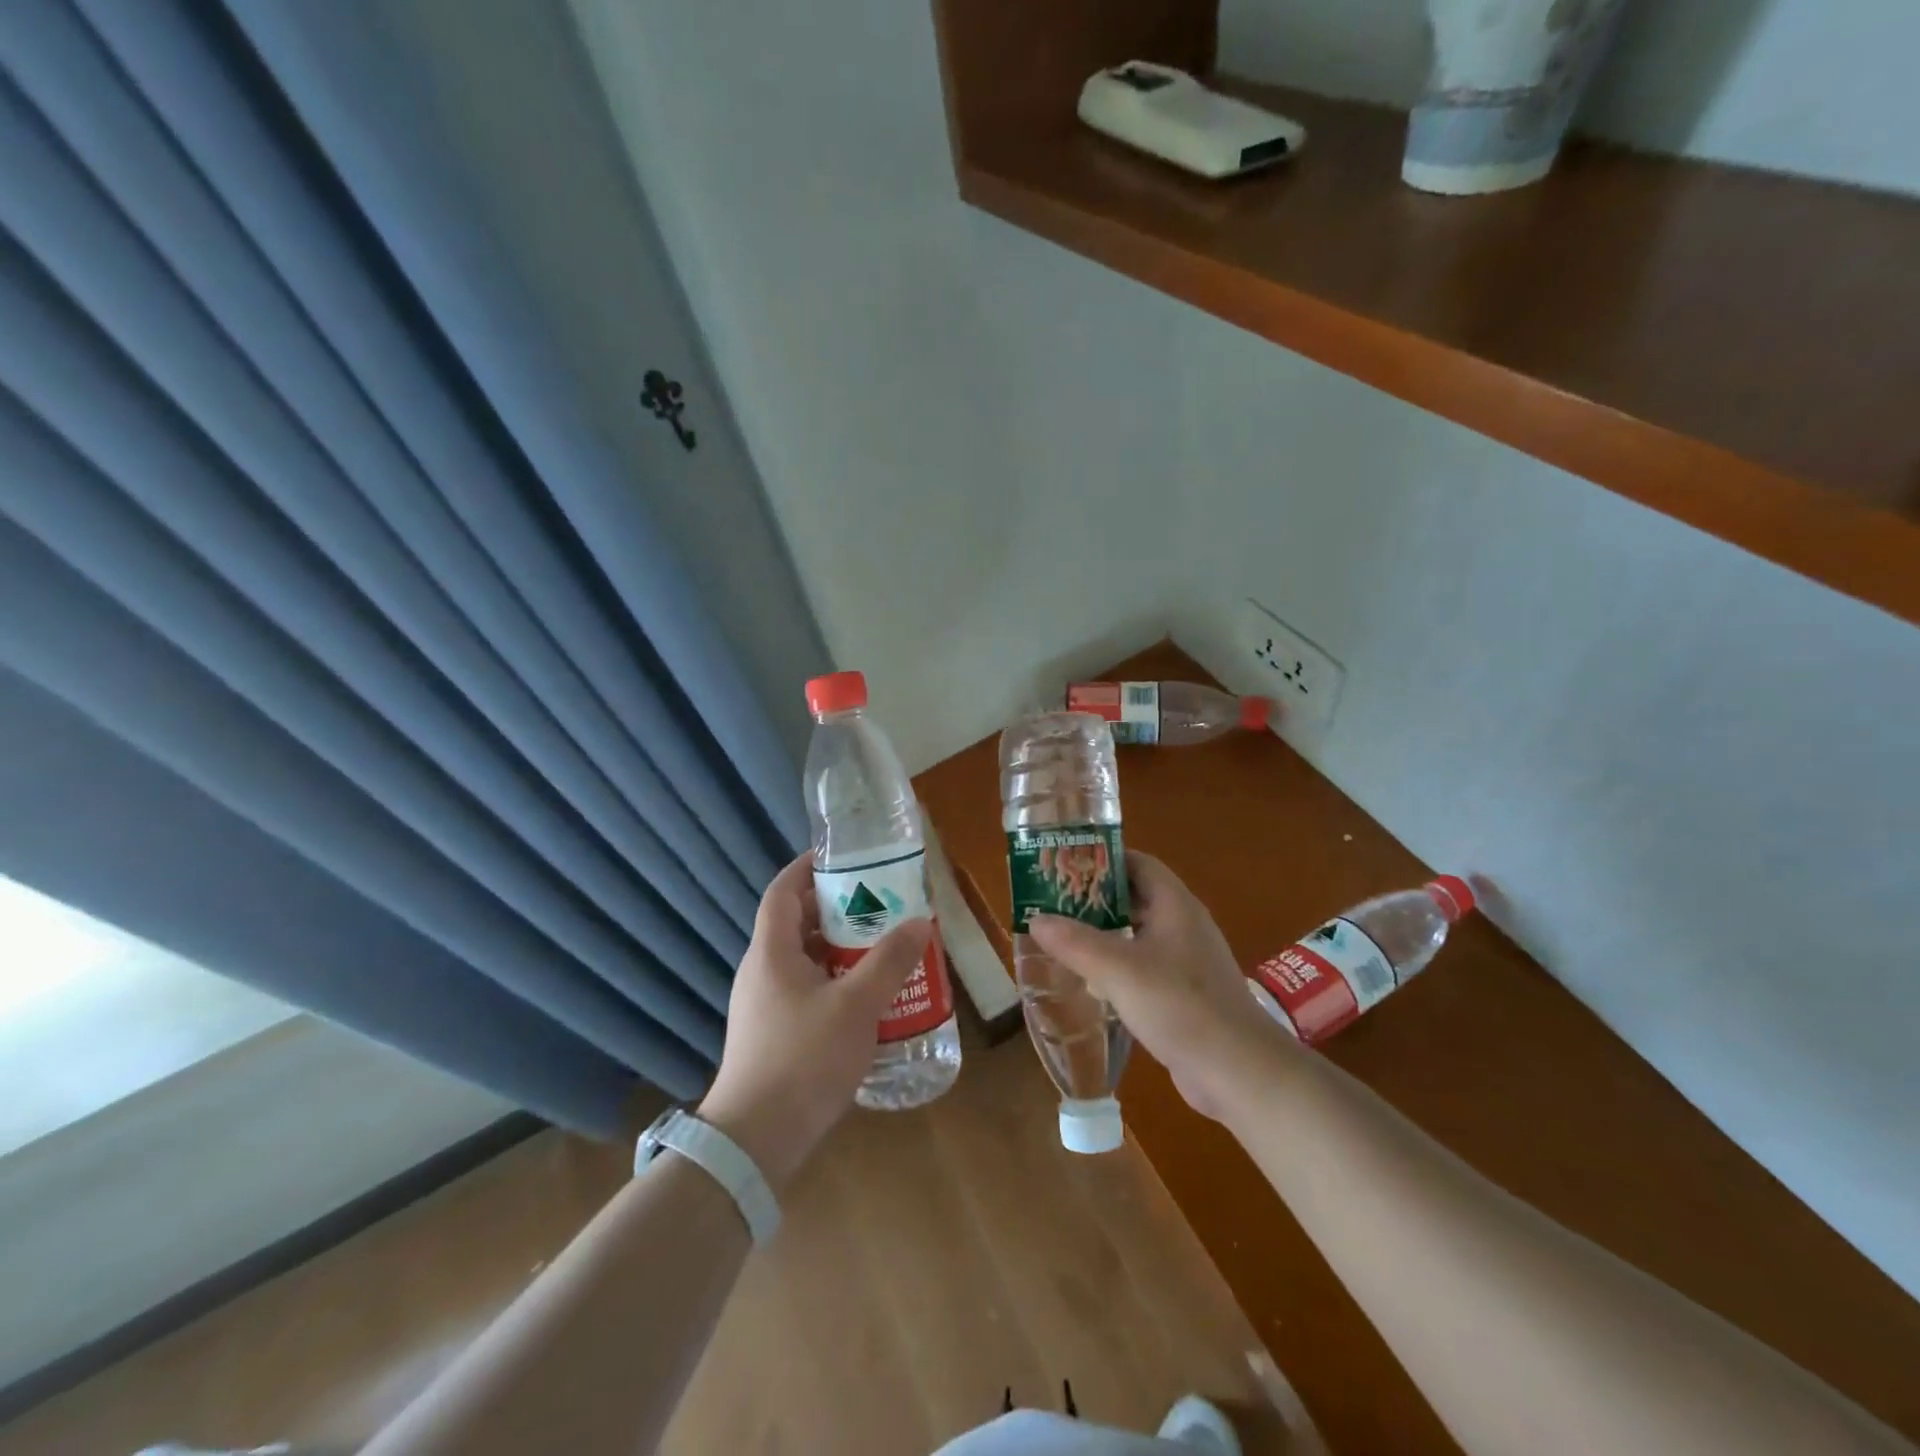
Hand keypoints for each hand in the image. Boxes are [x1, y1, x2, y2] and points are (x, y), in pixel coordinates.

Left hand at [699, 852, 930, 1190]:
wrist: (755, 1141)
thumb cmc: (803, 1059)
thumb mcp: (856, 1006)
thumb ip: (890, 961)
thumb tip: (919, 922)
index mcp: (772, 952)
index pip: (783, 891)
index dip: (808, 867)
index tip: (842, 856)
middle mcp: (762, 971)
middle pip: (797, 923)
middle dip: (837, 908)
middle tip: (879, 902)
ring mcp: (765, 1004)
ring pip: (804, 959)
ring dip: (840, 948)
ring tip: (882, 946)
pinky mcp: (773, 1033)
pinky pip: (806, 989)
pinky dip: (835, 981)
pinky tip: (868, 997)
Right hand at [1027, 850, 1291, 1120]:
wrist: (1239, 1071)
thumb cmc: (1179, 1005)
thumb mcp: (1118, 969)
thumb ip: (1075, 942)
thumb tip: (1036, 918)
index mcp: (1174, 904)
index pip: (1137, 863)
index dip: (1102, 859)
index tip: (1064, 866)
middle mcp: (1183, 924)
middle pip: (1136, 896)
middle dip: (1096, 897)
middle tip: (1054, 902)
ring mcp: (1187, 960)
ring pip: (1139, 932)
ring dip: (1104, 932)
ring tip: (1063, 937)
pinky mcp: (1185, 993)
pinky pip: (1145, 964)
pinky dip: (1117, 963)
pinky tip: (1091, 979)